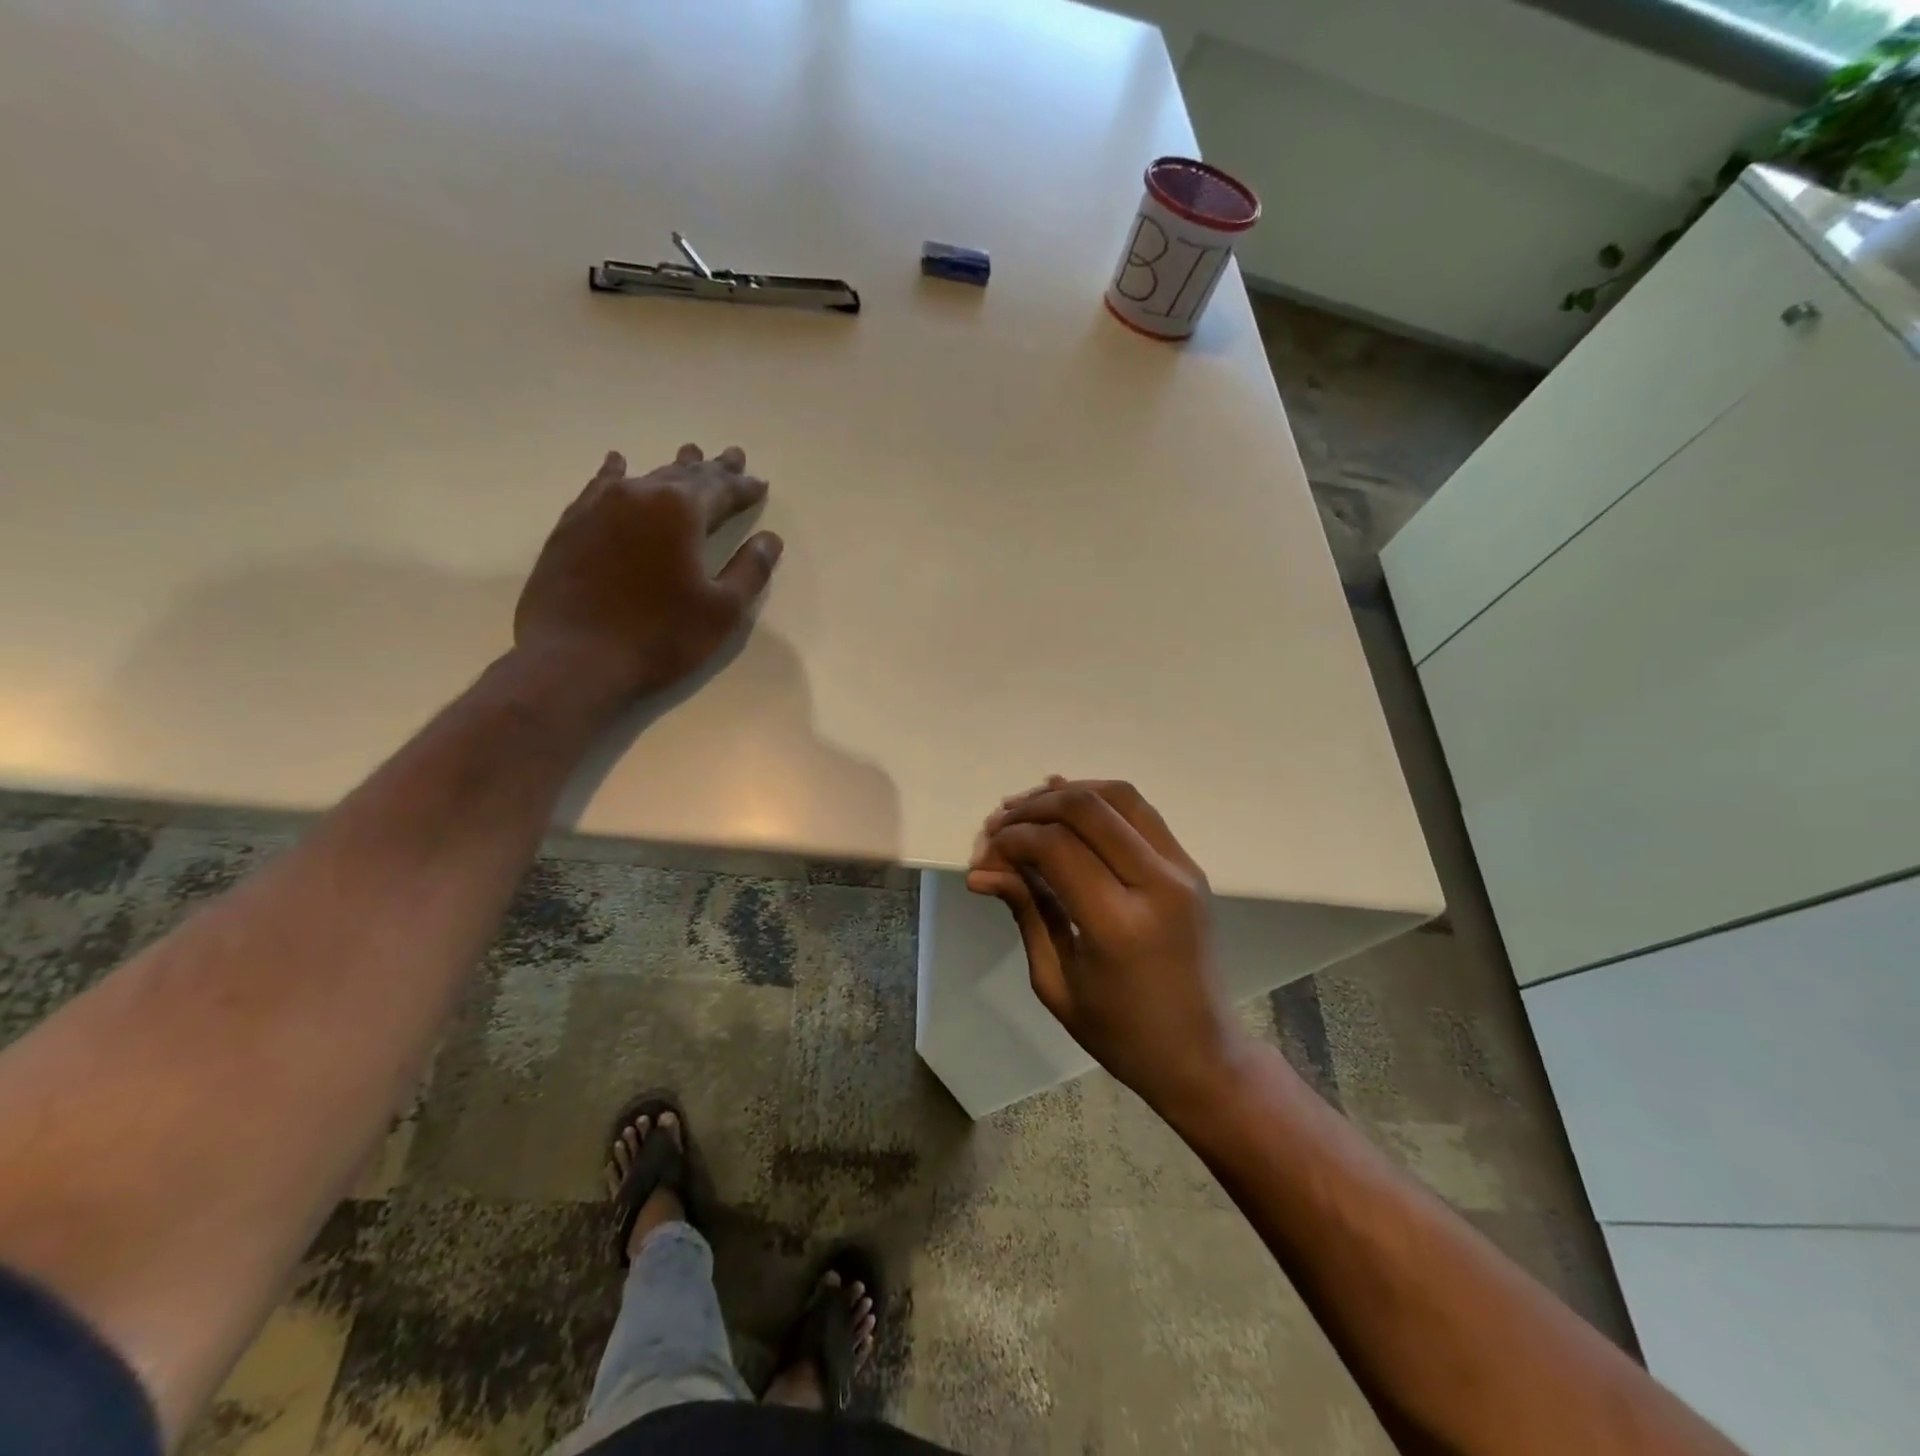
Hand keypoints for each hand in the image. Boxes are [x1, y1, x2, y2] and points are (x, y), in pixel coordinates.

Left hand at [514, 446, 782, 699]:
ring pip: (646, 476)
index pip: (721, 490)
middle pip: (685, 475)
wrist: (574, 658)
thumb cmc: (660, 637)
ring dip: (673, 468)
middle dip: (713, 469)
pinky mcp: (572, 525)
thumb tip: (770, 539)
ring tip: (690, 453)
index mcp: (681, 512)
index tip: (760, 483)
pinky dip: (616, 474)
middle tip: (733, 456)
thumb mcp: (722, 610)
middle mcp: (640, 496)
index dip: (744, 488)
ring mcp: (600, 507)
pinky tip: (618, 464)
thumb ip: (751, 570)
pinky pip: (600, 487)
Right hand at [967, 778, 1245, 1117]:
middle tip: (999, 825)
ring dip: (1067, 793)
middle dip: (1033, 808)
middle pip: (1086, 808)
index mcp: (1119, 924)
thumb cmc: (1120, 1033)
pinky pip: (1141, 812)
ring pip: (1119, 795)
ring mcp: (1181, 870)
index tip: (985, 855)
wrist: (1201, 1053)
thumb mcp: (1056, 982)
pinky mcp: (1190, 866)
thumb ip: (1025, 912)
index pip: (1056, 847)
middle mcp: (1157, 884)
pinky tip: (1067, 810)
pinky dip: (1099, 801)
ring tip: (1028, 808)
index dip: (1012, 839)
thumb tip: (982, 871)